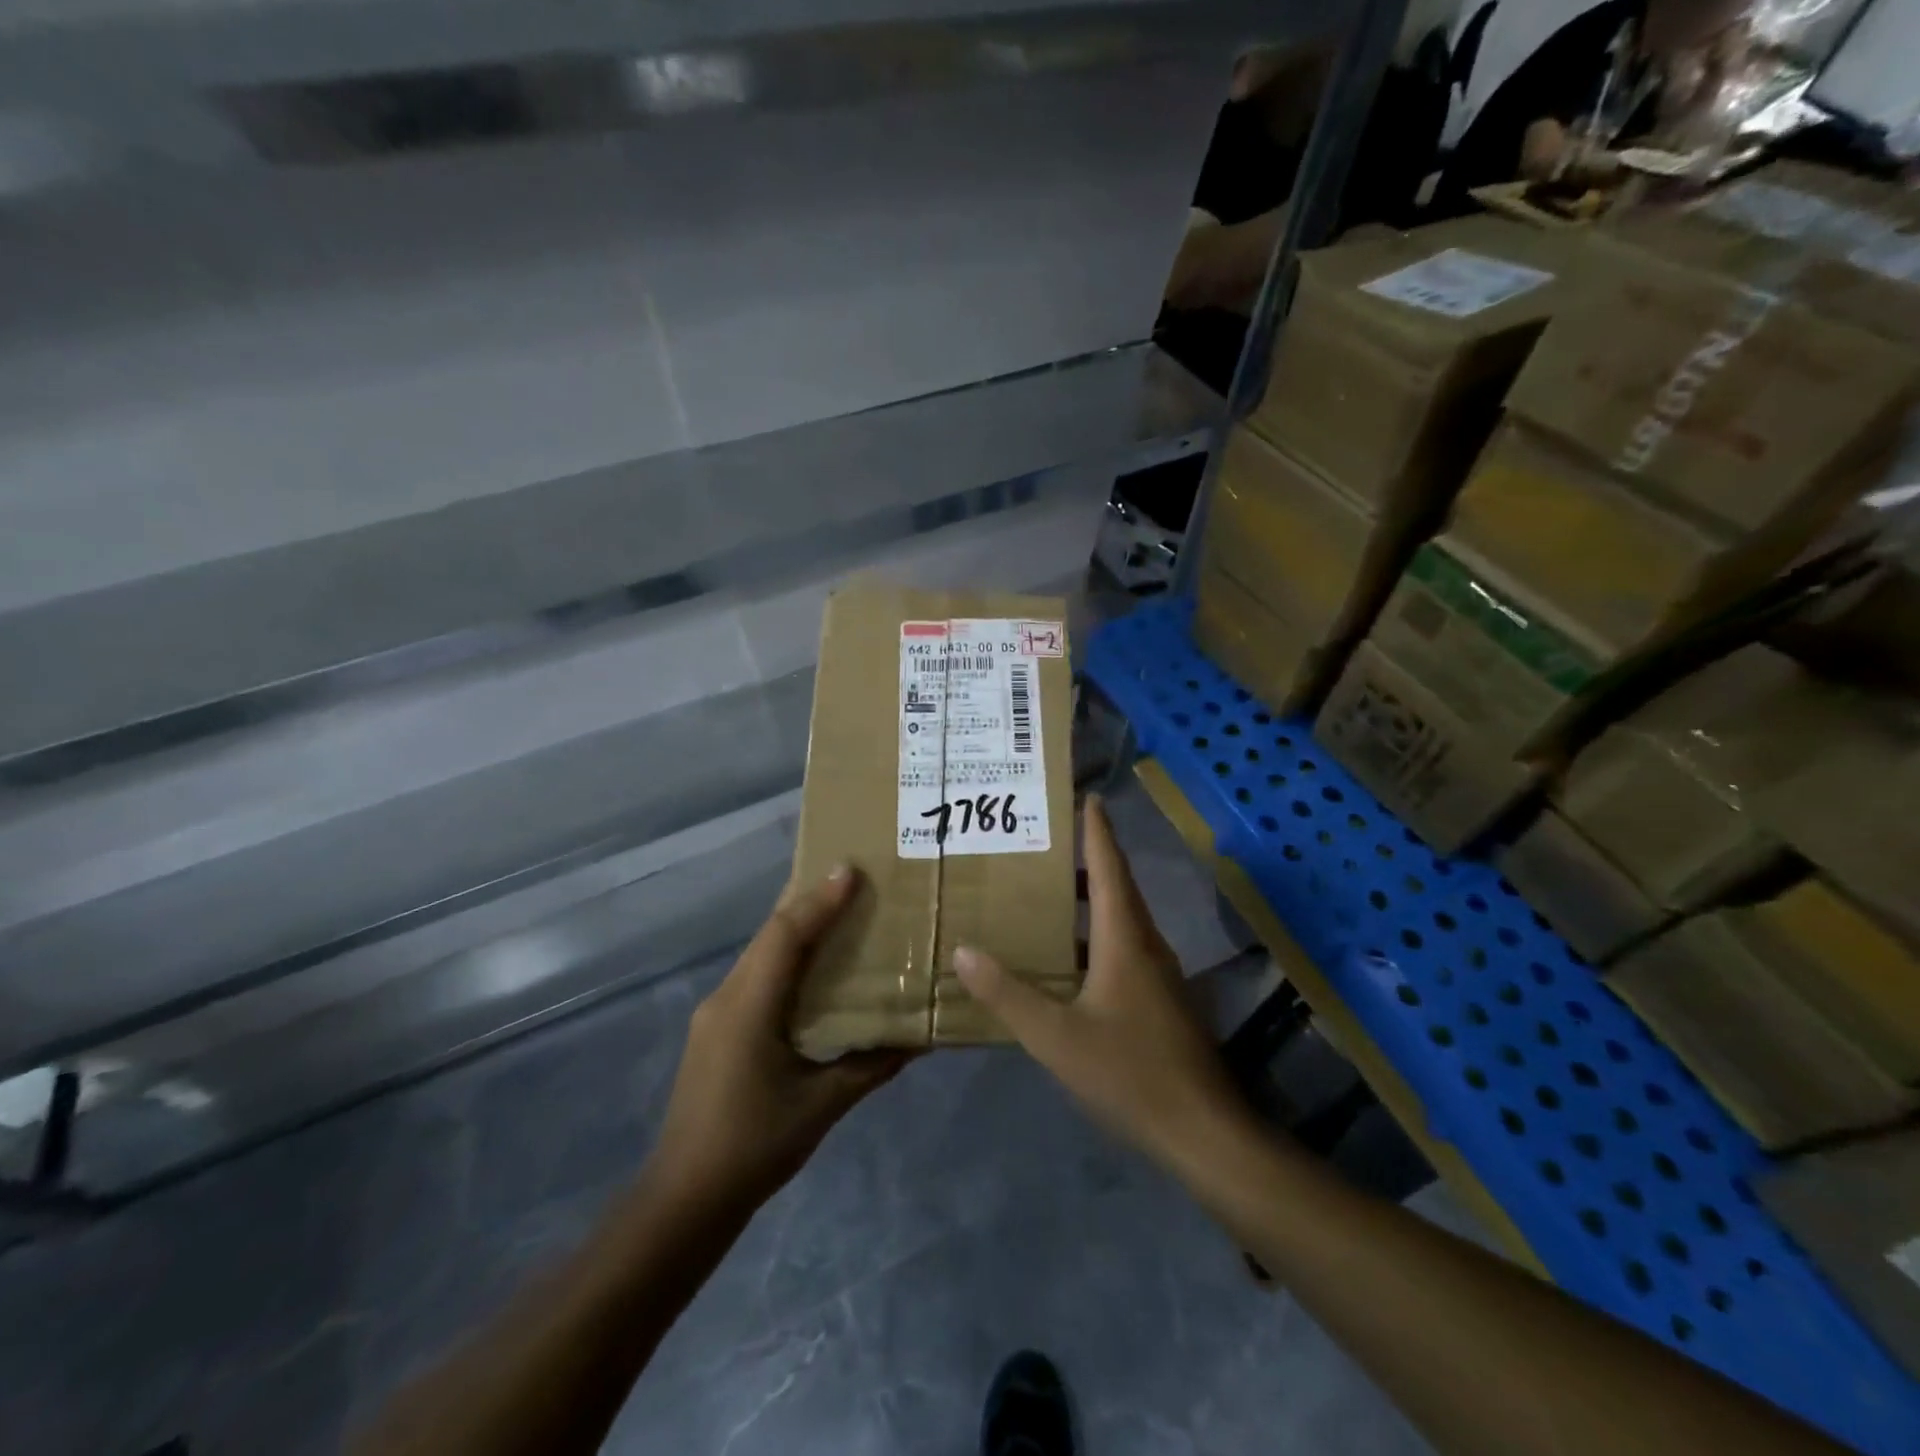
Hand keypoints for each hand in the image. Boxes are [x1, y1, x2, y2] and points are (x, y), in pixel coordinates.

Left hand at [652, 866, 907, 1205]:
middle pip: (771, 934)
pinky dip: (786, 956)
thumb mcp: (822, 1106)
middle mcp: (727, 997)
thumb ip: (871, 1066)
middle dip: (809, 901)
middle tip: (853, 880)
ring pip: (761, 952)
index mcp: (749, 1007)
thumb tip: (919, 1039)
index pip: (787, 936)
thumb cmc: (755, 1147)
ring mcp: (716, 1012)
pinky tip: (812, 967)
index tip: (852, 870)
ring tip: (840, 912)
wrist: (684, 1198)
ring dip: (797, 928)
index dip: (820, 900)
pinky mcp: (717, 1029)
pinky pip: (756, 974)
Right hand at [953, 797, 1246, 1168]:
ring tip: (1047, 892)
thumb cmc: (1129, 1072)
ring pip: (1121, 919)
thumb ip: (1007, 994)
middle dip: (1087, 859)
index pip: (1108, 867)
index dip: (1096, 831)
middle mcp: (1146, 944)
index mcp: (1124, 938)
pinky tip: (1068, 957)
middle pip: (1116, 887)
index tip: (1087, 796)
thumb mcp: (1055, 1036)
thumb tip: (963, 951)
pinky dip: (1095, 934)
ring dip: (1089, 898)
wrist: (1202, 1131)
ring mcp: (1158, 973)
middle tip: (1046, 842)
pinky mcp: (1161, 999)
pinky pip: (1124, 947)